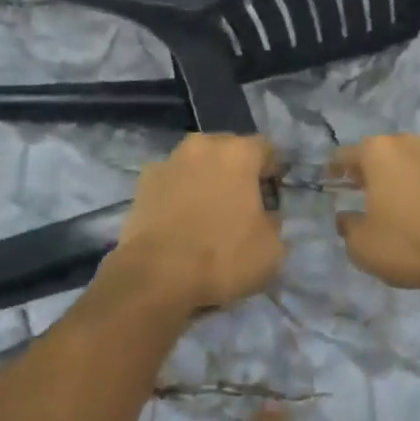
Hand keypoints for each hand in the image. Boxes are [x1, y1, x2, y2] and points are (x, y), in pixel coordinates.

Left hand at [116, 135, 283, 310]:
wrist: (155, 276)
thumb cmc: (222, 257)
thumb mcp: (271, 250)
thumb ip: (275, 222)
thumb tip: (265, 216)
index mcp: (239, 152)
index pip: (266, 149)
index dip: (273, 172)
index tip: (272, 197)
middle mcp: (204, 144)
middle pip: (230, 150)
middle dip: (238, 172)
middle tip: (242, 204)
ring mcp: (170, 160)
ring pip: (198, 163)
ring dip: (206, 179)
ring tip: (208, 213)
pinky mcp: (144, 180)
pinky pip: (172, 180)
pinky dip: (179, 193)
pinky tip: (180, 221)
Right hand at [331, 135, 419, 293]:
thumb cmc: (408, 242)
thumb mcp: (362, 245)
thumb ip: (347, 227)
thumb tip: (345, 217)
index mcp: (378, 152)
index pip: (345, 154)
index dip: (334, 169)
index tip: (329, 181)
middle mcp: (407, 143)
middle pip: (378, 153)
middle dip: (367, 169)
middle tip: (358, 189)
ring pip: (407, 162)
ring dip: (396, 176)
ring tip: (390, 199)